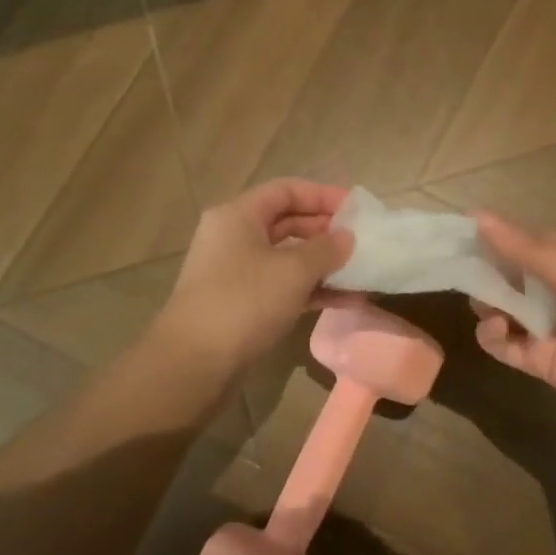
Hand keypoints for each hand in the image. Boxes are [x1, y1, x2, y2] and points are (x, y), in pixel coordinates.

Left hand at [149, 179, 354, 376]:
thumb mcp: (293, 271)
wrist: (194, 364)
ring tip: (361, 272)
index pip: (286, 190)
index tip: (357, 209)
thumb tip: (346, 237)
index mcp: (238, 215)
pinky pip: (282, 286)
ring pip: (286, 257)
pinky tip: (346, 300)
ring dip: (323, 264)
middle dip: (325, 231)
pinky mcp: (241, 304)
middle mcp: (233, 237)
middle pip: (286, 222)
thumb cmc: (244, 302)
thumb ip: (326, 249)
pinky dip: (312, 289)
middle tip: (361, 241)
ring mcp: (236, 272)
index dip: (323, 196)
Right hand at [472, 213, 555, 426]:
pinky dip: (493, 338)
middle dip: (484, 274)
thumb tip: (474, 215)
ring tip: (487, 306)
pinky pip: (506, 347)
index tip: (457, 235)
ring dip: (487, 305)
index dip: (492, 238)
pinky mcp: (543, 363)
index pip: (522, 243)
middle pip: (507, 278)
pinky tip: (498, 330)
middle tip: (462, 273)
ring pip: (501, 311)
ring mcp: (549, 328)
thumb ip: (521, 247)